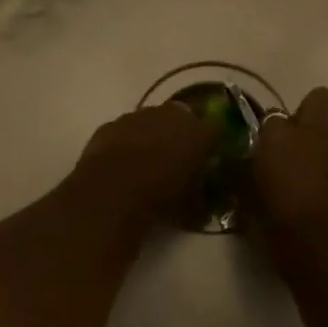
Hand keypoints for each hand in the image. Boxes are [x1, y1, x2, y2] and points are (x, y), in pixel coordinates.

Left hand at [72, 104, 220, 219]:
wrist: (110, 193)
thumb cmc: (161, 199)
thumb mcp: (193, 210)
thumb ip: (205, 201)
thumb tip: (210, 205)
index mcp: (198, 132)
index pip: (217, 127)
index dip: (215, 141)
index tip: (212, 155)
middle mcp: (171, 115)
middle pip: (183, 118)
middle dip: (183, 134)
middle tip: (179, 157)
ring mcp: (138, 116)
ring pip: (152, 120)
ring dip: (154, 135)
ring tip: (149, 161)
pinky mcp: (112, 124)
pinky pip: (126, 130)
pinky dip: (127, 141)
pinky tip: (122, 163)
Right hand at [253, 87, 327, 264]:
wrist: (318, 245)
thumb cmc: (275, 216)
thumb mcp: (247, 190)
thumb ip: (246, 166)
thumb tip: (249, 158)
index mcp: (279, 132)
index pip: (273, 113)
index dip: (271, 127)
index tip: (268, 144)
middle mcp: (314, 129)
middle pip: (321, 97)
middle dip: (312, 110)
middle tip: (301, 136)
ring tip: (323, 152)